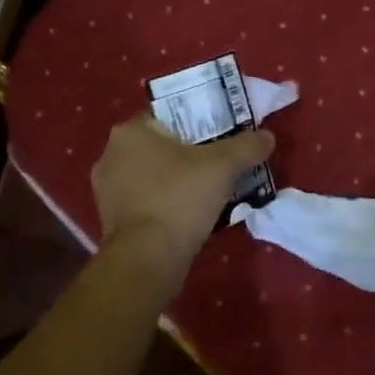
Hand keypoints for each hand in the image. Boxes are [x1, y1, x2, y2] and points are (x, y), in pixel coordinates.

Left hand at [90, 115, 275, 265]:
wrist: (147, 259)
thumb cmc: (180, 198)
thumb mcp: (223, 166)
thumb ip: (247, 146)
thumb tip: (267, 136)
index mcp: (130, 131)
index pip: (166, 115)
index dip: (196, 122)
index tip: (219, 134)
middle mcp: (110, 155)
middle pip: (160, 145)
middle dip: (188, 153)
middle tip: (218, 163)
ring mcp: (107, 190)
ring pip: (152, 175)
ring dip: (176, 180)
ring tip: (208, 191)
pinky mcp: (111, 220)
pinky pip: (145, 201)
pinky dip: (165, 203)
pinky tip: (189, 214)